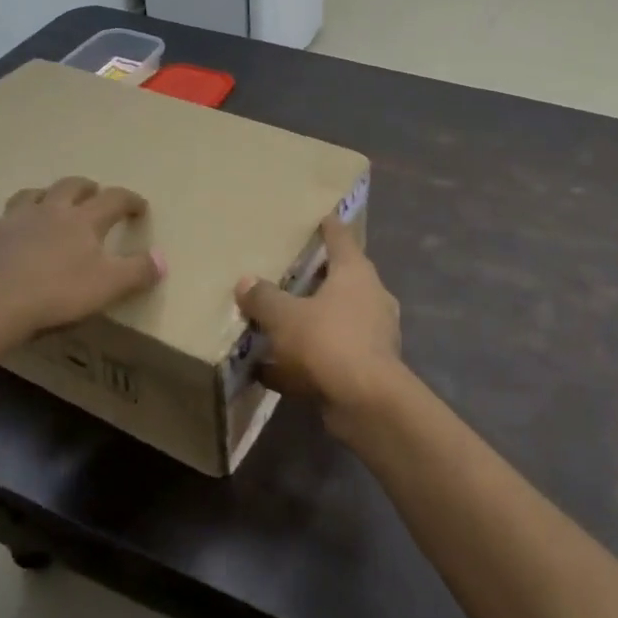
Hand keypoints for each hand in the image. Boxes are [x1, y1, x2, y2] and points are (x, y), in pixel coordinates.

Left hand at [0, 177, 164, 355]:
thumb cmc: (56, 294)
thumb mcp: (108, 287)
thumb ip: (138, 271)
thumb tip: (163, 258)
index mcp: (83, 220)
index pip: (114, 200)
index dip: (130, 200)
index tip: (140, 207)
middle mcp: (48, 210)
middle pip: (70, 187)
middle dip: (85, 187)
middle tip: (94, 193)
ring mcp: (11, 221)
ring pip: (28, 197)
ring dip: (42, 196)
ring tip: (47, 204)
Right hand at [234, 215, 405, 429]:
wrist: (367, 401)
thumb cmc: (328, 341)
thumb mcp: (285, 316)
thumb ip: (264, 298)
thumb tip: (245, 281)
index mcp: (355, 273)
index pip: (341, 239)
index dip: (329, 226)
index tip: (322, 216)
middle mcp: (370, 298)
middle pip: (341, 280)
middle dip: (316, 278)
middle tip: (288, 273)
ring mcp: (372, 335)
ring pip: (335, 320)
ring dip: (309, 322)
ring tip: (276, 323)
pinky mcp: (366, 368)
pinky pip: (328, 356)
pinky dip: (303, 361)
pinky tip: (269, 371)